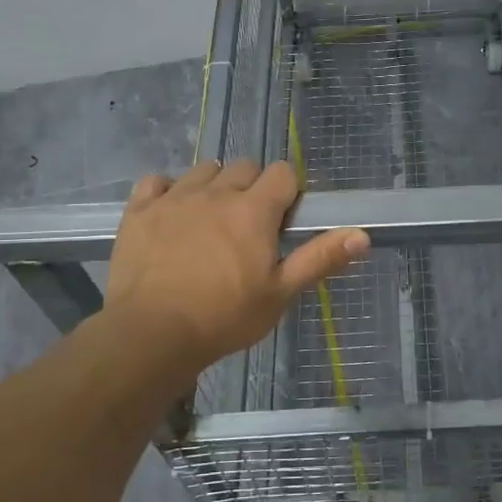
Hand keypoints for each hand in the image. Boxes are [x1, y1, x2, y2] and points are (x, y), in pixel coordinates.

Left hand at [104, 160, 368, 377]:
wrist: (151, 334)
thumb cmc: (224, 317)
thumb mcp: (280, 293)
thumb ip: (320, 259)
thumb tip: (363, 234)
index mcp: (254, 210)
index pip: (282, 172)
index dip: (288, 191)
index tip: (283, 218)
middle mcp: (216, 192)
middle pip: (244, 166)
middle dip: (252, 186)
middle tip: (249, 225)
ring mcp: (174, 197)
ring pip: (203, 170)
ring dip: (213, 186)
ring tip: (210, 219)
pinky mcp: (139, 210)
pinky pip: (156, 181)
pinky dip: (166, 192)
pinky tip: (169, 215)